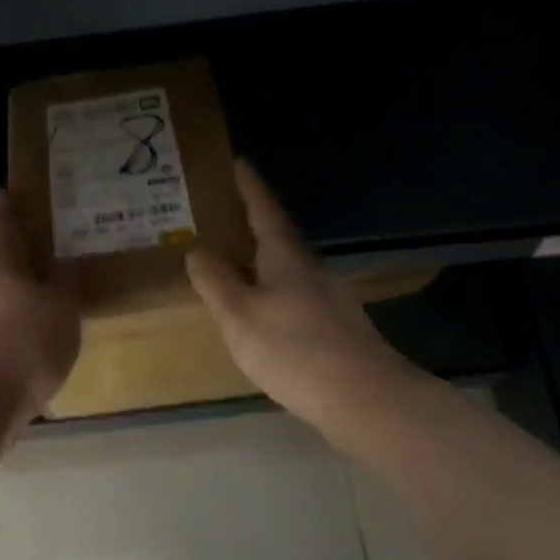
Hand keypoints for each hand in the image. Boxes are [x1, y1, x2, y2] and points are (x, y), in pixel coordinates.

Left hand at [0, 189, 81, 418]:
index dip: (6, 206)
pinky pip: (2, 326)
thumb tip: (75, 262)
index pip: (2, 224)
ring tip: (52, 290)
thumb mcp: (62, 309)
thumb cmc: (23, 341)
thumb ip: (70, 284)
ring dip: (21, 291)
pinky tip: (40, 334)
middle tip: (50, 244)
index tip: (5, 190)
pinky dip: (19, 323)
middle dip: (20, 253)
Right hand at [187, 161, 415, 432]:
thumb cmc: (293, 349)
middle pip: (279, 236)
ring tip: (236, 259)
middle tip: (225, 211)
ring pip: (287, 266)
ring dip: (263, 256)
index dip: (249, 187)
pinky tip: (263, 307)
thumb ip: (215, 282)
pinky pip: (294, 292)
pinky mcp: (333, 325)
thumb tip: (196, 249)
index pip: (264, 211)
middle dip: (254, 220)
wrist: (362, 397)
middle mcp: (309, 269)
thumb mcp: (240, 315)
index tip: (239, 162)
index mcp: (285, 257)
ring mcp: (326, 298)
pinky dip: (273, 287)